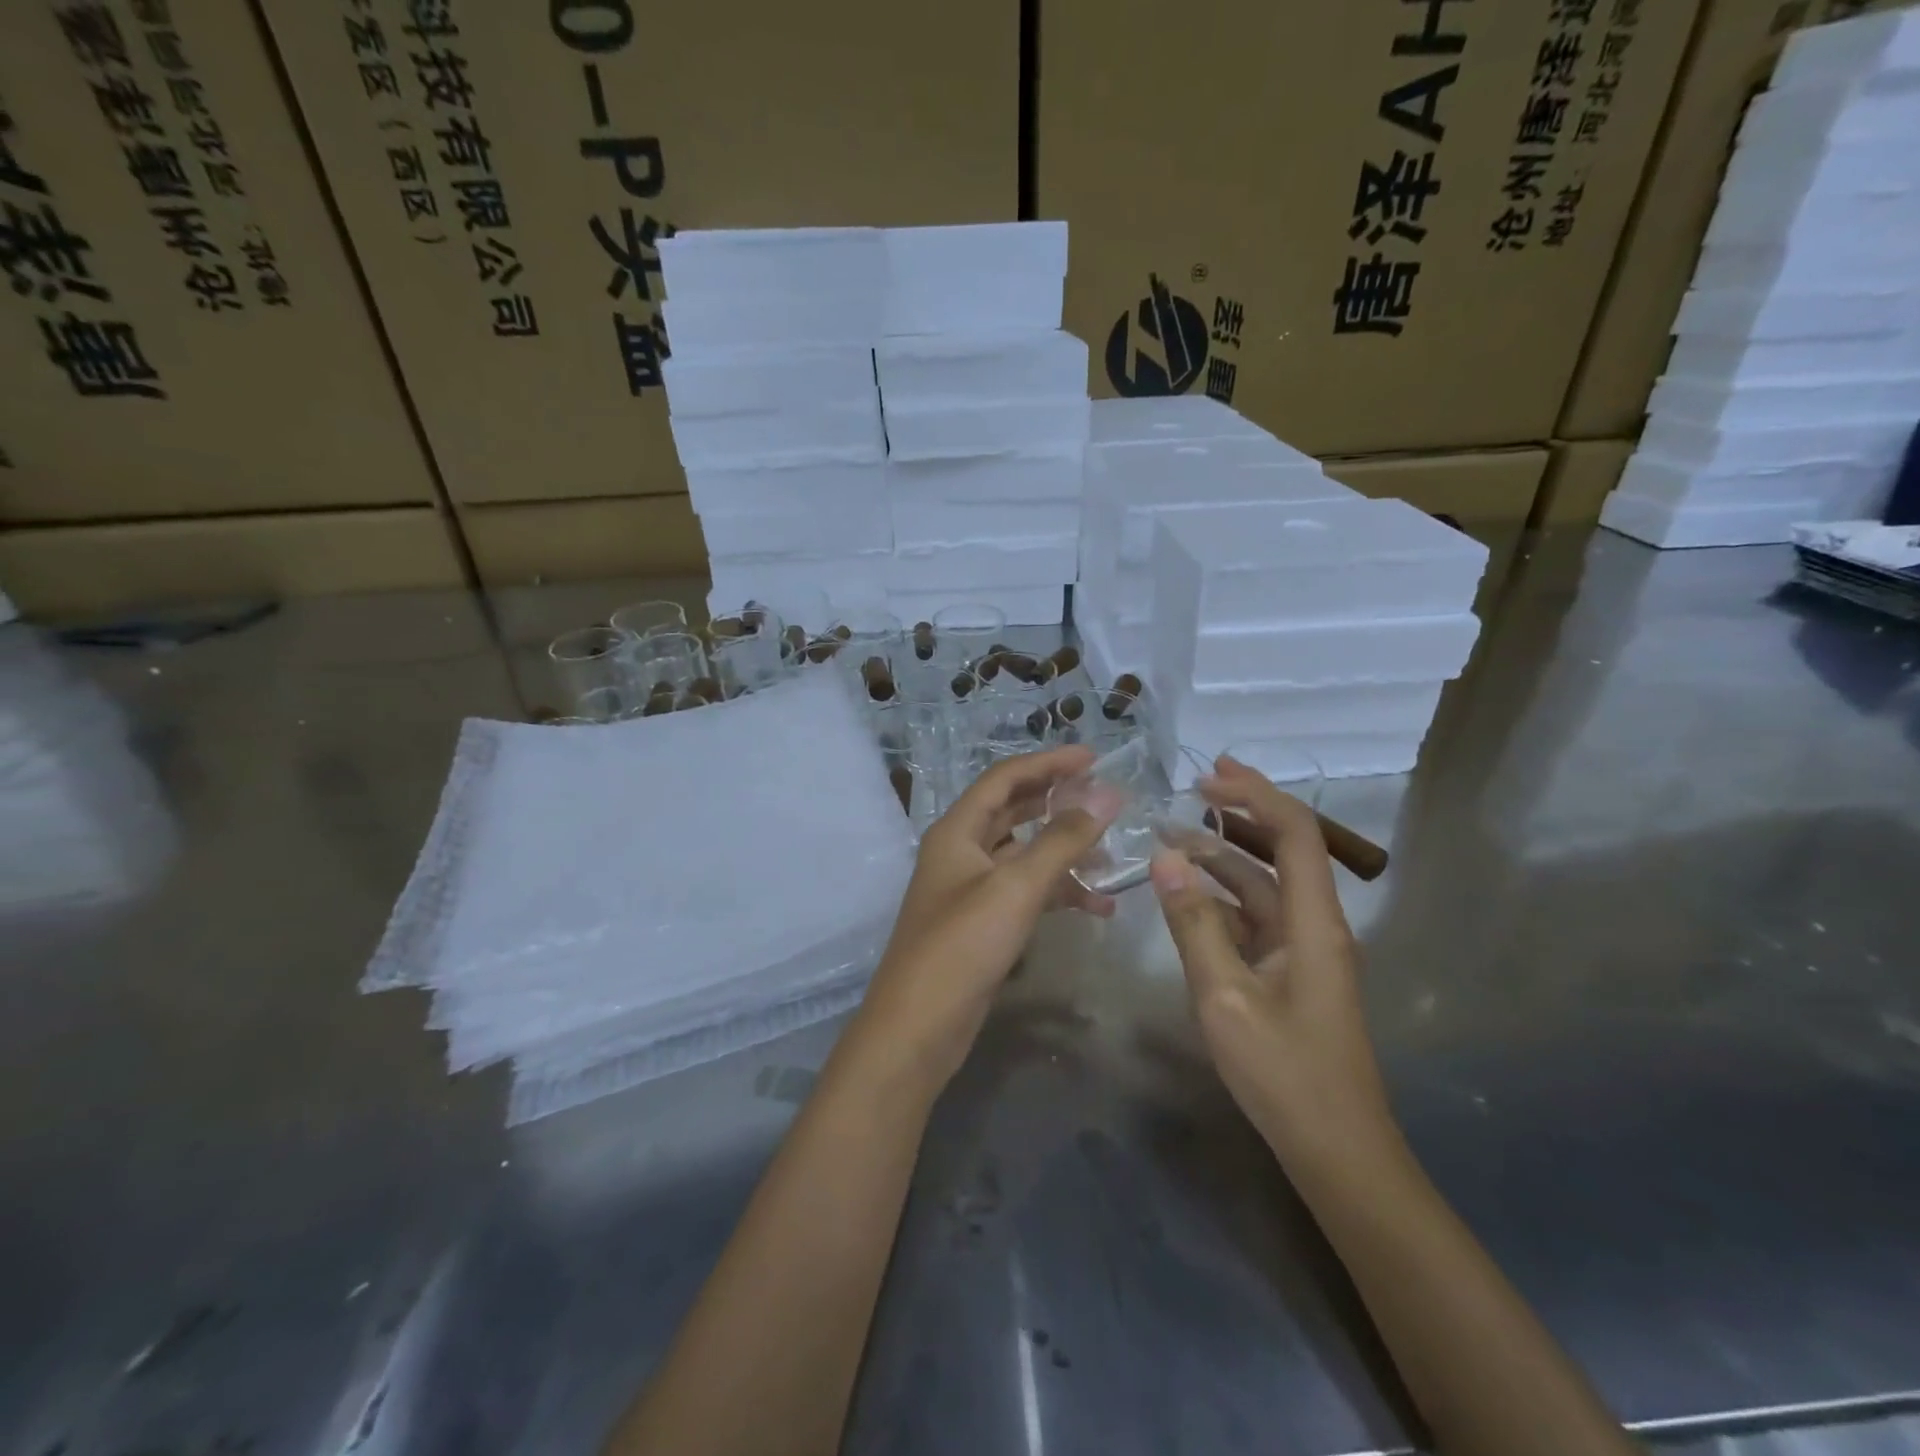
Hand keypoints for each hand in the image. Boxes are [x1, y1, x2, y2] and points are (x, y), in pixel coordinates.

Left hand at [849, 746, 1123, 1089]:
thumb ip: (1062, 839)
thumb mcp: (1015, 887)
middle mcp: (961, 851)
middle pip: (1013, 811)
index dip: (1048, 762)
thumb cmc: (962, 946)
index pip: (1004, 778)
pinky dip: (1058, 892)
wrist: (918, 1028)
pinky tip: (1097, 906)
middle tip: (1106, 799)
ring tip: (1111, 855)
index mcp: (957, 830)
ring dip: (1064, 850)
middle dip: (1058, 802)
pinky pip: (1026, 892)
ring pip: (1023, 853)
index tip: (1094, 758)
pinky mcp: (983, 923)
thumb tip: (1108, 794)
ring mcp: (971, 889)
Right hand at [1150, 756, 1398, 1171]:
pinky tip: (1183, 902)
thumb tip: (1166, 857)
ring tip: (1169, 843)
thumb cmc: (1284, 1073)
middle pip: (1282, 850)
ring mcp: (1303, 950)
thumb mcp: (1225, 996)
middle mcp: (1315, 925)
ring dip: (1220, 861)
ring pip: (1262, 887)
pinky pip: (1253, 921)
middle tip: (1188, 791)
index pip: (1296, 833)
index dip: (1257, 795)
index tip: (1209, 777)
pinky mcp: (1289, 973)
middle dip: (1240, 815)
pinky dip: (1219, 902)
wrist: (1334, 1150)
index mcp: (1314, 923)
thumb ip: (1194, 924)